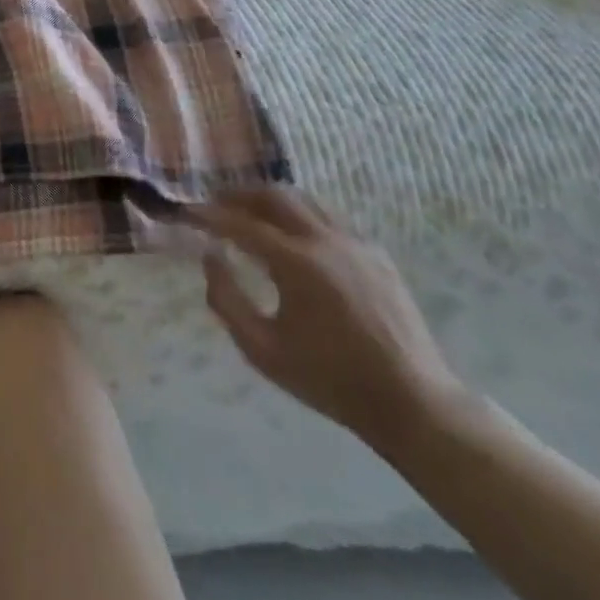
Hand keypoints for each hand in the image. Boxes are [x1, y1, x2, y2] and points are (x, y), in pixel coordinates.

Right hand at [193, 187, 465, 450]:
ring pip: (305, 200)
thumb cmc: (329, 380)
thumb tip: (210, 256)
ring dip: (271, 200)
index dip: (209, 215)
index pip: (240, 223)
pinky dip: (301, 215)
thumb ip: (227, 299)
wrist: (413, 404)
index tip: (187, 212)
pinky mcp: (376, 255)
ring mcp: (356, 244)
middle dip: (239, 195)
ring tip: (251, 212)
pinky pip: (330, 218)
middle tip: (216, 203)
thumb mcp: (262, 349)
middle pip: (275, 196)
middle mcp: (325, 241)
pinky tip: (294, 236)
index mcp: (296, 263)